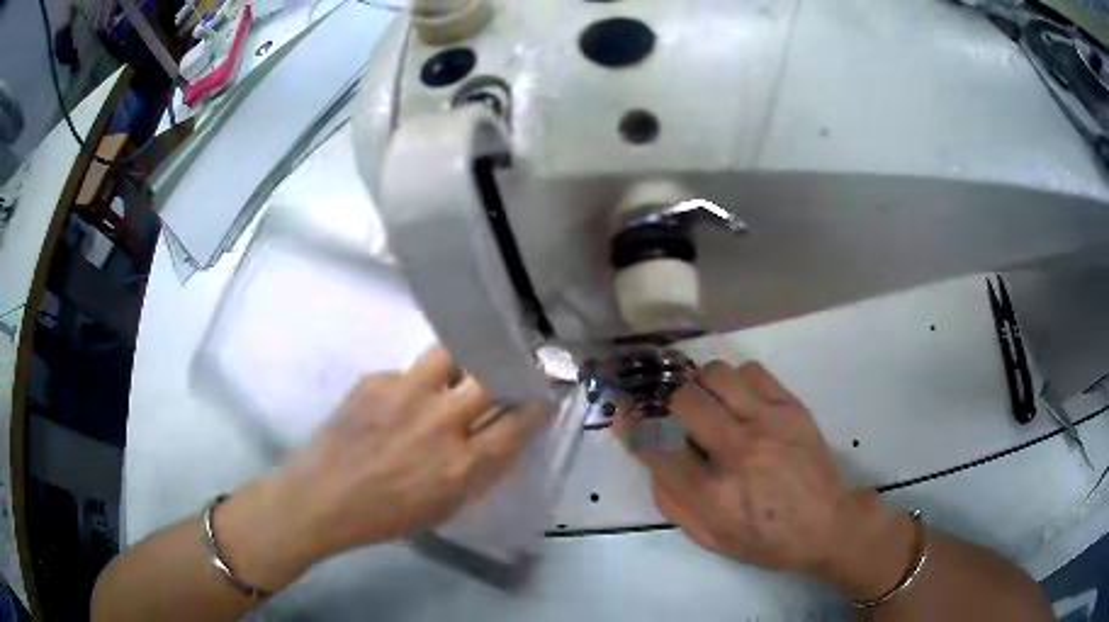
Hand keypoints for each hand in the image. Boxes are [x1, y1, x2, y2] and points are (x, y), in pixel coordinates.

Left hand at [218, 346, 546, 587]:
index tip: (544, 393)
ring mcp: (406, 394)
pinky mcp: (376, 380)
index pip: (516, 424)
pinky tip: (400, 400)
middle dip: (509, 369)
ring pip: (452, 353)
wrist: (325, 496)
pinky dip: (415, 382)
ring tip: (461, 366)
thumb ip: (480, 472)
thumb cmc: (387, 514)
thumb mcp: (446, 506)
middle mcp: (441, 421)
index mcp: (462, 463)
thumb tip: (503, 438)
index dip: (536, 405)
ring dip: (464, 359)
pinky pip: (408, 370)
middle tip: (511, 365)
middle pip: (491, 378)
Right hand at [619, 361, 915, 596]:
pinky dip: (736, 380)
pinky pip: (752, 370)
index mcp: (713, 495)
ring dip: (701, 385)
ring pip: (717, 375)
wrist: (828, 523)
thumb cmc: (766, 539)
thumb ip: (673, 501)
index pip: (656, 446)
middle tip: (672, 409)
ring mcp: (769, 424)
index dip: (632, 423)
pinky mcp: (792, 407)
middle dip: (667, 402)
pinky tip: (740, 400)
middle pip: (684, 401)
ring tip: (707, 401)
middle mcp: (738, 453)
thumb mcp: (710, 538)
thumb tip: (652, 457)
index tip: (623, 409)